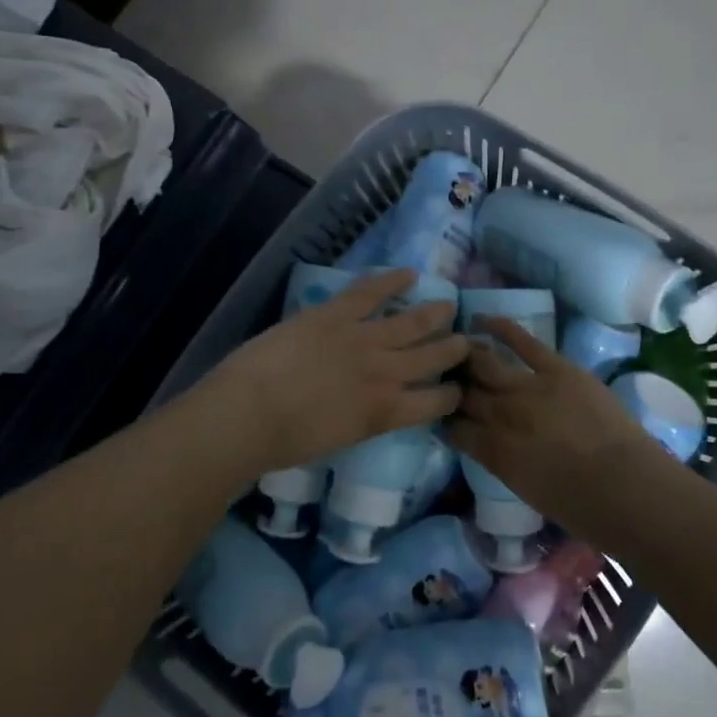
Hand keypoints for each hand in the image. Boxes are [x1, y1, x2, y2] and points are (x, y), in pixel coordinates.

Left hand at [197, 269, 467, 473]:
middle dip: (453, 349)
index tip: (456, 388)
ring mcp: (363, 339)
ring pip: (412, 323)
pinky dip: (392, 280)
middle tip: (466, 341)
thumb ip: (362, 420)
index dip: (450, 394)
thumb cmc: (284, 442)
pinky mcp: (337, 314)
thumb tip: (368, 407)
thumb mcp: (337, 440)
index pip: (434, 403)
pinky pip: (371, 292)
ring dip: (435, 314)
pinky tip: (410, 274)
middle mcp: (385, 374)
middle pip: (432, 358)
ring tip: (449, 306)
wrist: (250, 413)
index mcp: (384, 413)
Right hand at [444, 317, 659, 506]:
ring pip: (485, 363)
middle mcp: (500, 415)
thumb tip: (492, 445)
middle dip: (452, 385)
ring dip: (467, 355)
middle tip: (447, 377)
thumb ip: (503, 462)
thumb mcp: (526, 491)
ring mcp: (527, 387)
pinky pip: (522, 341)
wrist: (627, 488)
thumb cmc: (581, 509)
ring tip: (458, 346)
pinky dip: (500, 327)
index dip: (446, 418)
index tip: (444, 413)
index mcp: (492, 451)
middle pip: (465, 393)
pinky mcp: (556, 368)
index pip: (454, 428)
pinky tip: (480, 318)